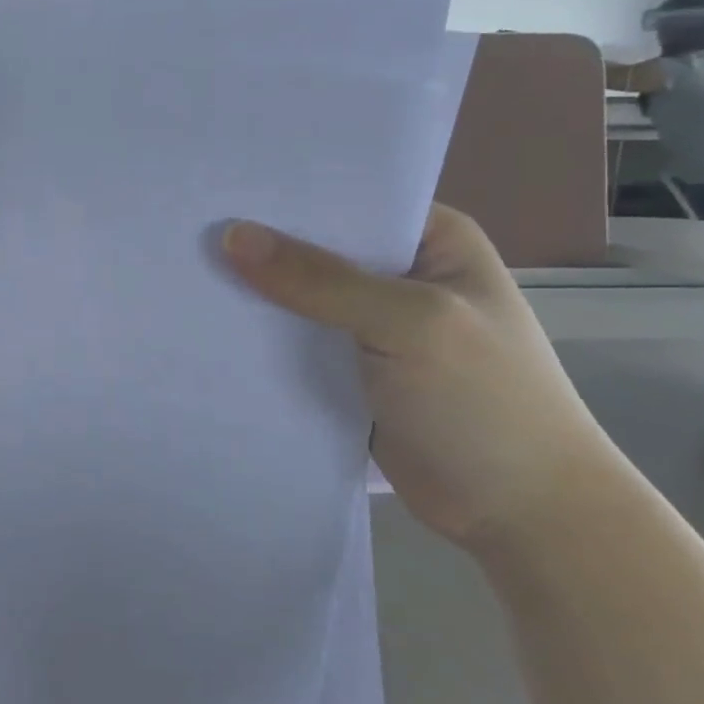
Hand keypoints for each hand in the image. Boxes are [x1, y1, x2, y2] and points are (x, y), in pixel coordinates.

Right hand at [222, 204, 616, 550]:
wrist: (520, 516)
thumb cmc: (486, 403)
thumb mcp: (410, 324)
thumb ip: (321, 280)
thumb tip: (232, 236)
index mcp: (430, 241)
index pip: (347, 199)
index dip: (286, 194)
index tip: (220, 188)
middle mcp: (398, 274)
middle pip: (315, 246)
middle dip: (259, 244)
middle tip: (186, 228)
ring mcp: (371, 324)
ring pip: (298, 296)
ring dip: (253, 292)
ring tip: (182, 269)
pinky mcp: (348, 369)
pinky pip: (293, 340)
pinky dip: (260, 336)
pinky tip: (208, 323)